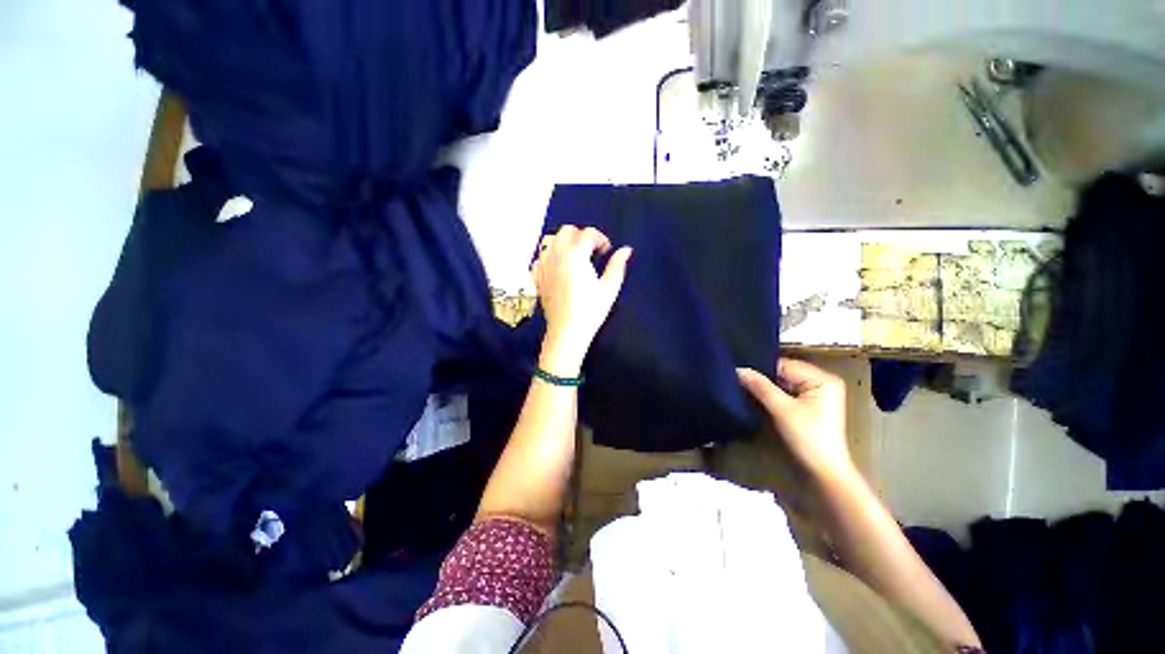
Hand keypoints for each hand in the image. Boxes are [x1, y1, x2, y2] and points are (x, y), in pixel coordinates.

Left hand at [532, 225, 631, 371]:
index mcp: (576, 255)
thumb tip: (626, 250)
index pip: (588, 233)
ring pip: (551, 241)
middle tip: (591, 250)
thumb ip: (617, 266)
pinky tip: (559, 268)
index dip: (600, 238)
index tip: (606, 250)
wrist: (566, 331)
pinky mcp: (537, 277)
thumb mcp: (609, 288)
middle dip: (581, 235)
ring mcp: (544, 266)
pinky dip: (550, 257)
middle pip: (566, 231)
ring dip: (564, 243)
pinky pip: (541, 258)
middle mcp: (557, 255)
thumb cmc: (590, 311)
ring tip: (575, 257)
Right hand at [737, 358, 853, 479]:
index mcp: (823, 378)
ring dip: (767, 387)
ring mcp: (817, 394)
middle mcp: (822, 381)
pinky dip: (773, 395)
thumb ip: (760, 386)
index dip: (762, 369)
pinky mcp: (811, 405)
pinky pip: (787, 392)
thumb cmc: (807, 437)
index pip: (785, 365)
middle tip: (738, 379)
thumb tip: (738, 369)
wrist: (823, 471)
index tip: (739, 372)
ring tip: (744, 386)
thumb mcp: (781, 409)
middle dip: (764, 378)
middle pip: (785, 373)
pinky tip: (757, 397)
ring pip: (784, 383)